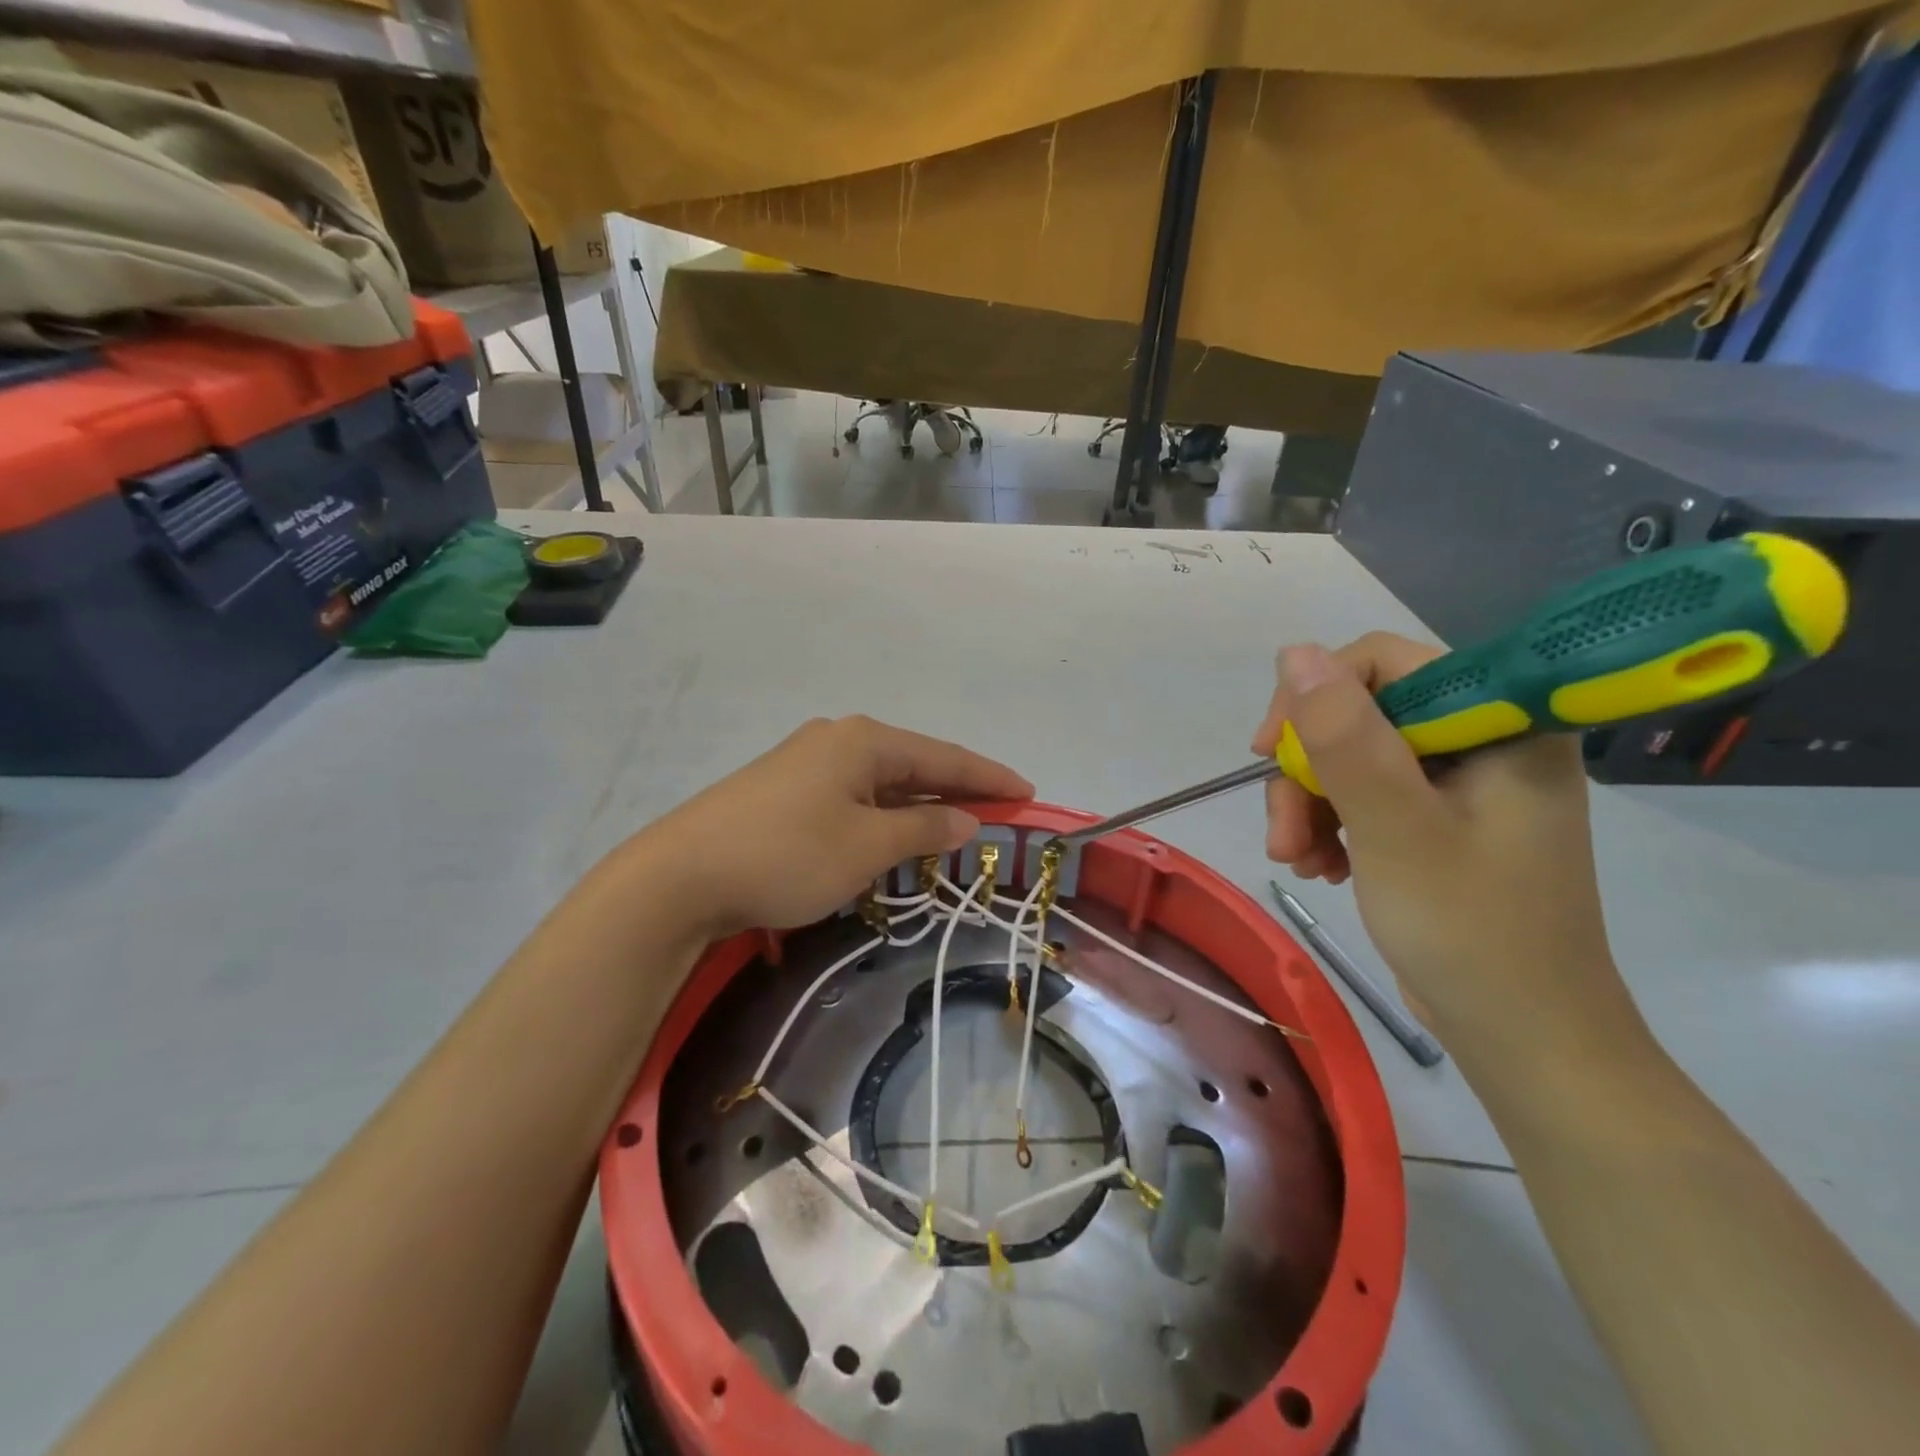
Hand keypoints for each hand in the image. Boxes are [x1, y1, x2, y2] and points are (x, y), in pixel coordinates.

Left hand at [639, 716, 1031, 938]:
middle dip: (957, 791)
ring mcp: (806, 762)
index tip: (1028, 793)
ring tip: (955, 830)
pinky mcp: (784, 790)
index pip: (945, 755)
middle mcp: (838, 739)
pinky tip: (892, 836)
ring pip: (881, 783)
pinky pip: (853, 798)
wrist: (680, 875)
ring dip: (918, 806)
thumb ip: (924, 827)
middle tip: (998, 816)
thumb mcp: (867, 846)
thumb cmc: (788, 855)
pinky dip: (882, 816)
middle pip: (914, 764)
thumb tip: (967, 818)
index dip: (990, 776)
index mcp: (865, 740)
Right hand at [1251, 635, 1641, 1068]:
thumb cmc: (1469, 930)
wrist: (1525, 1037)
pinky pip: (1368, 794)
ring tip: (1299, 862)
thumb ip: (1345, 737)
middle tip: (1283, 835)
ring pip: (1354, 757)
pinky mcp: (1443, 820)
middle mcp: (1486, 739)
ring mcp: (1464, 782)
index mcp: (1501, 722)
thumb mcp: (1395, 827)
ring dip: (1311, 805)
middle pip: (1361, 715)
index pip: (1385, 664)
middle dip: (1309, 772)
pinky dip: (1333, 825)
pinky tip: (1324, 867)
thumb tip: (1295, 652)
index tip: (1269, 753)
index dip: (1315, 697)